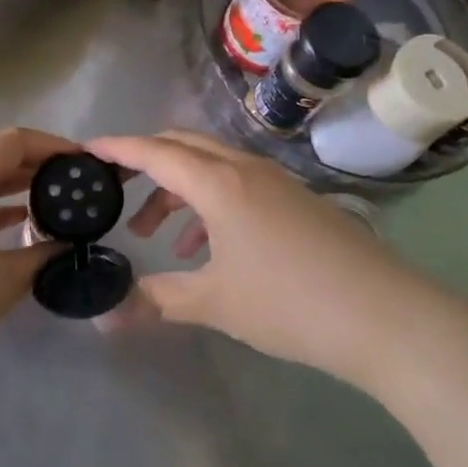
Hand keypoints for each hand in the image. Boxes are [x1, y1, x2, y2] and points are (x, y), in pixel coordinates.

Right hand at [87, 130, 415, 384]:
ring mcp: (274, 180)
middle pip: (183, 146)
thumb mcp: (215, 303)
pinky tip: (205, 247)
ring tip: (154, 233)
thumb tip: (105, 320)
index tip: (84, 149)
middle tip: (114, 188)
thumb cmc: (289, 302)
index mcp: (219, 183)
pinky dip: (208, 202)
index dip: (117, 148)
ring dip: (177, 188)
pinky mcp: (294, 198)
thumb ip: (157, 301)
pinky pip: (236, 183)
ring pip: (211, 165)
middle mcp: (244, 168)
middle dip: (145, 162)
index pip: (155, 152)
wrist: (383, 314)